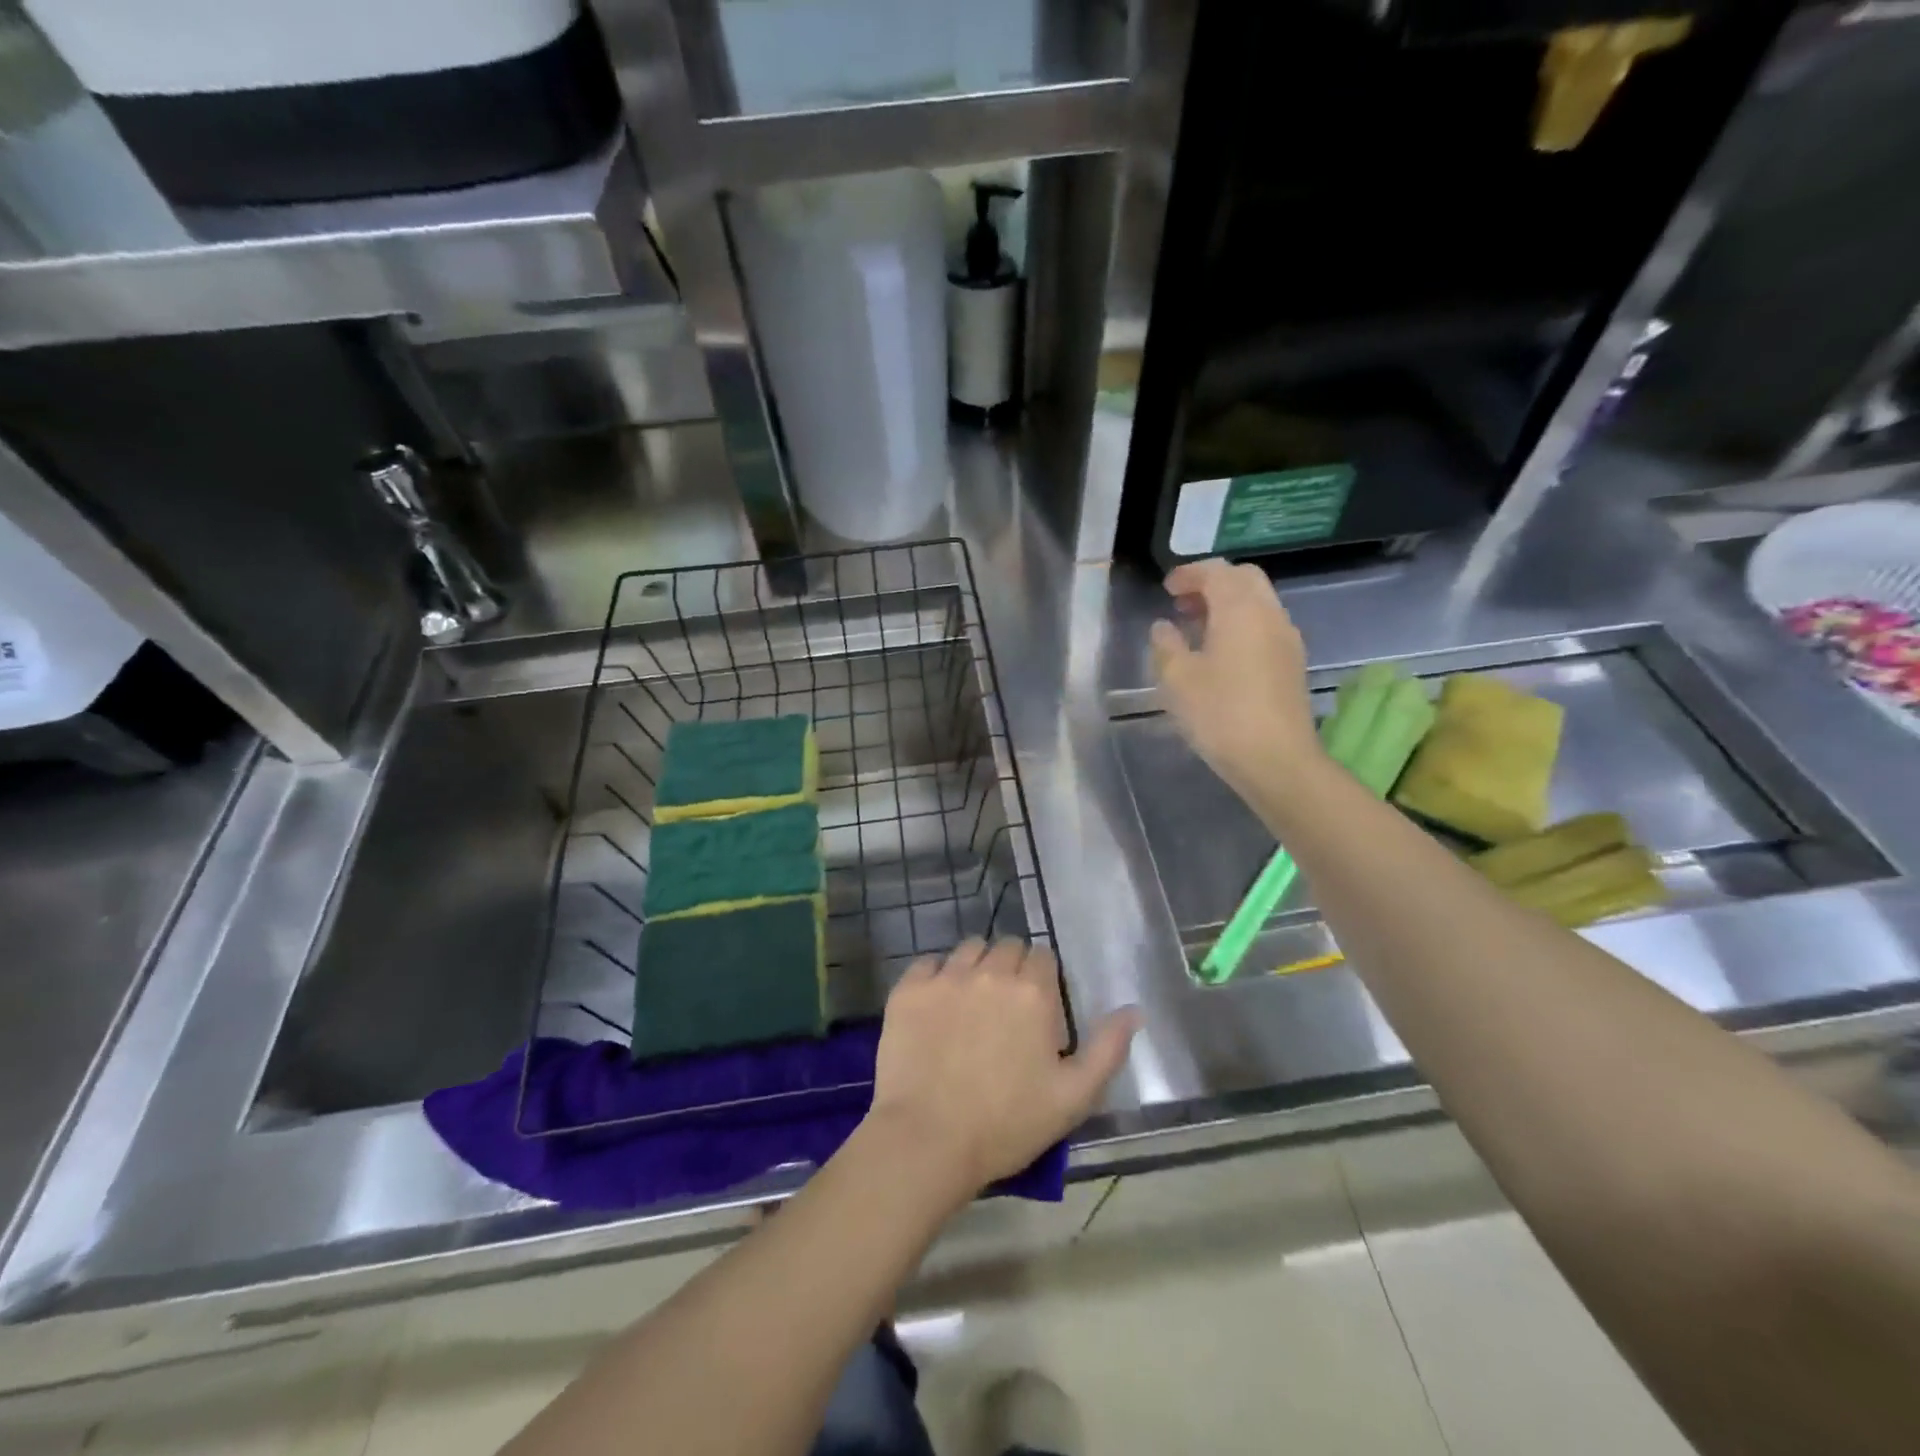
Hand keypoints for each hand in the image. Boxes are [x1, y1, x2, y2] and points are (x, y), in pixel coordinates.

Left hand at [866, 939, 1138, 1198]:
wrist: (927, 1140)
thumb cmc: (1007, 1124)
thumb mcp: (1074, 1097)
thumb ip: (1108, 1048)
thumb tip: (1134, 1009)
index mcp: (1033, 992)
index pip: (1043, 956)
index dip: (1043, 980)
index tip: (1037, 1009)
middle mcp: (991, 972)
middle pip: (1007, 947)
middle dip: (1011, 969)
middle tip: (1005, 1009)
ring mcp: (946, 977)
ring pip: (969, 949)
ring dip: (976, 967)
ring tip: (971, 1004)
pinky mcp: (909, 989)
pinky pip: (928, 963)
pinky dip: (936, 976)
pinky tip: (936, 1007)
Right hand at [1150, 558, 1323, 802]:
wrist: (1276, 759)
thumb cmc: (1220, 714)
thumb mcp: (1177, 679)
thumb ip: (1166, 645)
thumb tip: (1163, 626)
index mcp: (1240, 610)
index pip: (1216, 572)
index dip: (1189, 574)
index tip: (1167, 588)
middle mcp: (1269, 614)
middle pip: (1244, 579)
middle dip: (1212, 583)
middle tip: (1183, 603)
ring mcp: (1286, 638)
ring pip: (1258, 602)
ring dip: (1228, 605)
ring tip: (1197, 629)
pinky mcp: (1292, 663)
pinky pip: (1265, 626)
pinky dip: (1241, 624)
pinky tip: (1221, 653)